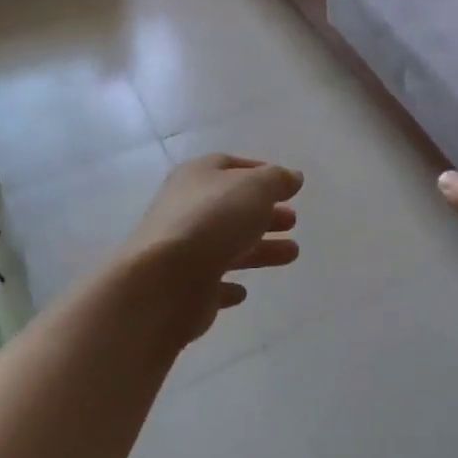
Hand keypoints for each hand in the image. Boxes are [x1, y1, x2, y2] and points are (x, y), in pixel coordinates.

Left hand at [121, 154, 304, 342]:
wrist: (164, 281)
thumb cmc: (212, 220)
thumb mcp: (255, 188)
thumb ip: (277, 180)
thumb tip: (292, 177)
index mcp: (197, 176)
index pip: (229, 166)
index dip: (259, 172)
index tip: (287, 186)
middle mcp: (185, 208)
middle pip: (231, 208)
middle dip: (264, 213)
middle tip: (293, 221)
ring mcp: (182, 249)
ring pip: (227, 245)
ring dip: (259, 248)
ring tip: (292, 253)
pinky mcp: (184, 287)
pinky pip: (211, 282)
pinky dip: (228, 283)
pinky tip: (243, 291)